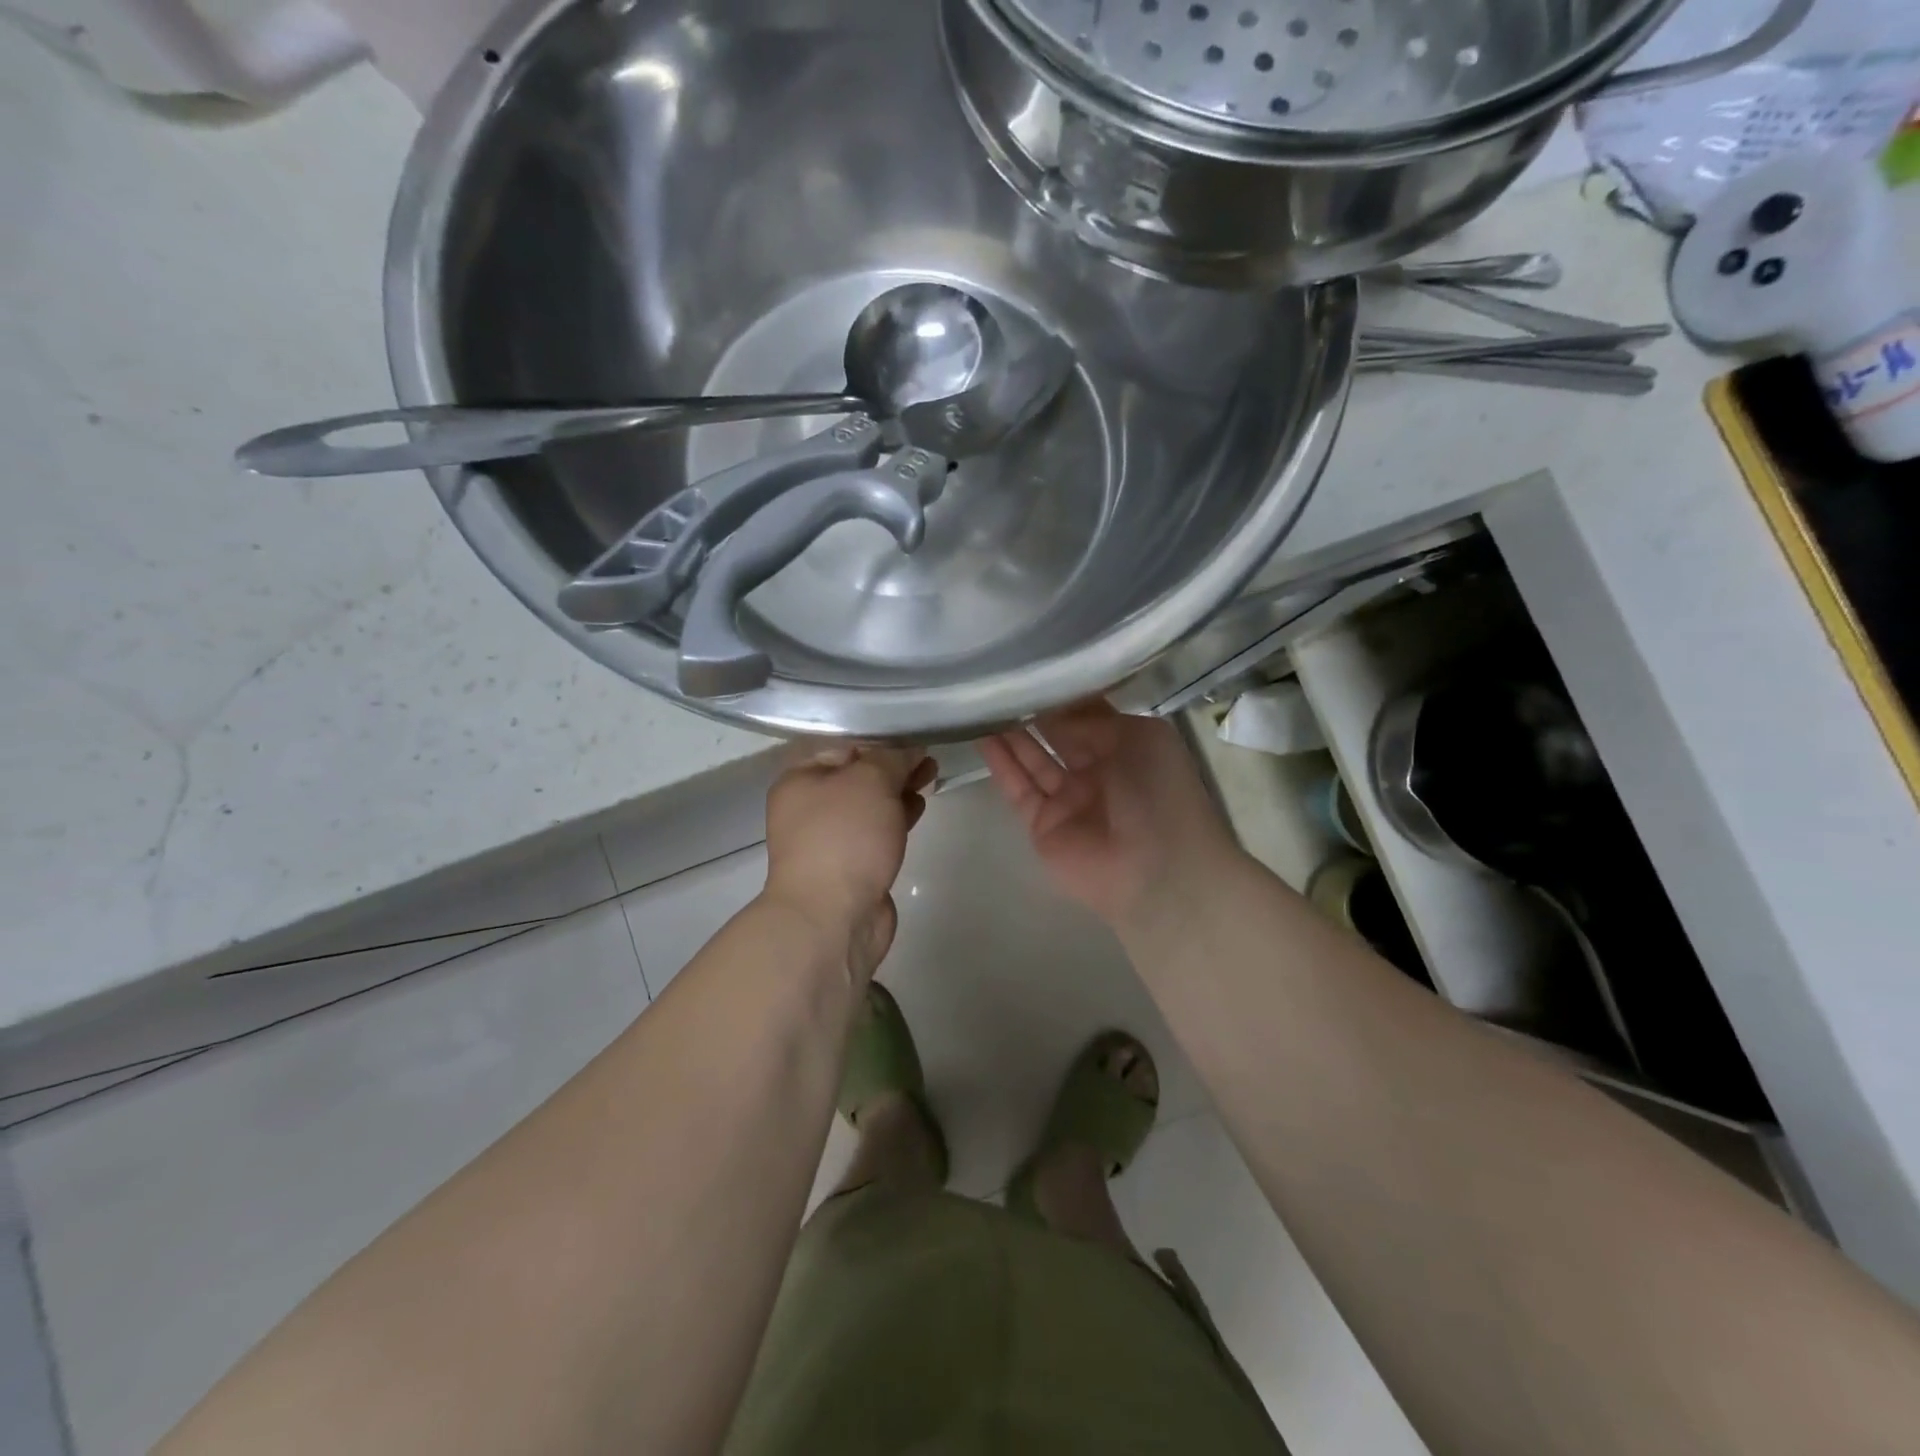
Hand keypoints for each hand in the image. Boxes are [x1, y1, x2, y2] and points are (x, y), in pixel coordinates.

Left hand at [762, 743, 935, 982]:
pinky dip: (897, 815)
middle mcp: (809, 805)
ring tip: (931, 774)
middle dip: (893, 762)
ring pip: (870, 802)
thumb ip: (893, 756)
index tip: (912, 729)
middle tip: (928, 753)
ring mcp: (830, 837)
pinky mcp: (852, 863)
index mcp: (800, 778)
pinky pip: (877, 829)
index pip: (841, 742)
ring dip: (899, 788)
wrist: (833, 917)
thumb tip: (910, 747)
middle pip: (857, 772)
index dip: (878, 733)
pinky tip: (919, 806)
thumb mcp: (870, 780)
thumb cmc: (844, 837)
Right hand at [980, 703, 1240, 928]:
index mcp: (1128, 747)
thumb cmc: (1159, 792)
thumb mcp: (1139, 737)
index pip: (1088, 713)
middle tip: (1001, 679)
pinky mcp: (1041, 824)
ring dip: (1010, 732)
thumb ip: (1092, 718)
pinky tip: (980, 734)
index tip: (1033, 664)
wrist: (1157, 870)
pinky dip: (1000, 762)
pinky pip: (1018, 787)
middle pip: (1057, 734)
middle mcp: (1097, 770)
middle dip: (1033, 709)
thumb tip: (1053, 704)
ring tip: (982, 700)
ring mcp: (1068, 799)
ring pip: (1033, 759)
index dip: (1063, 693)